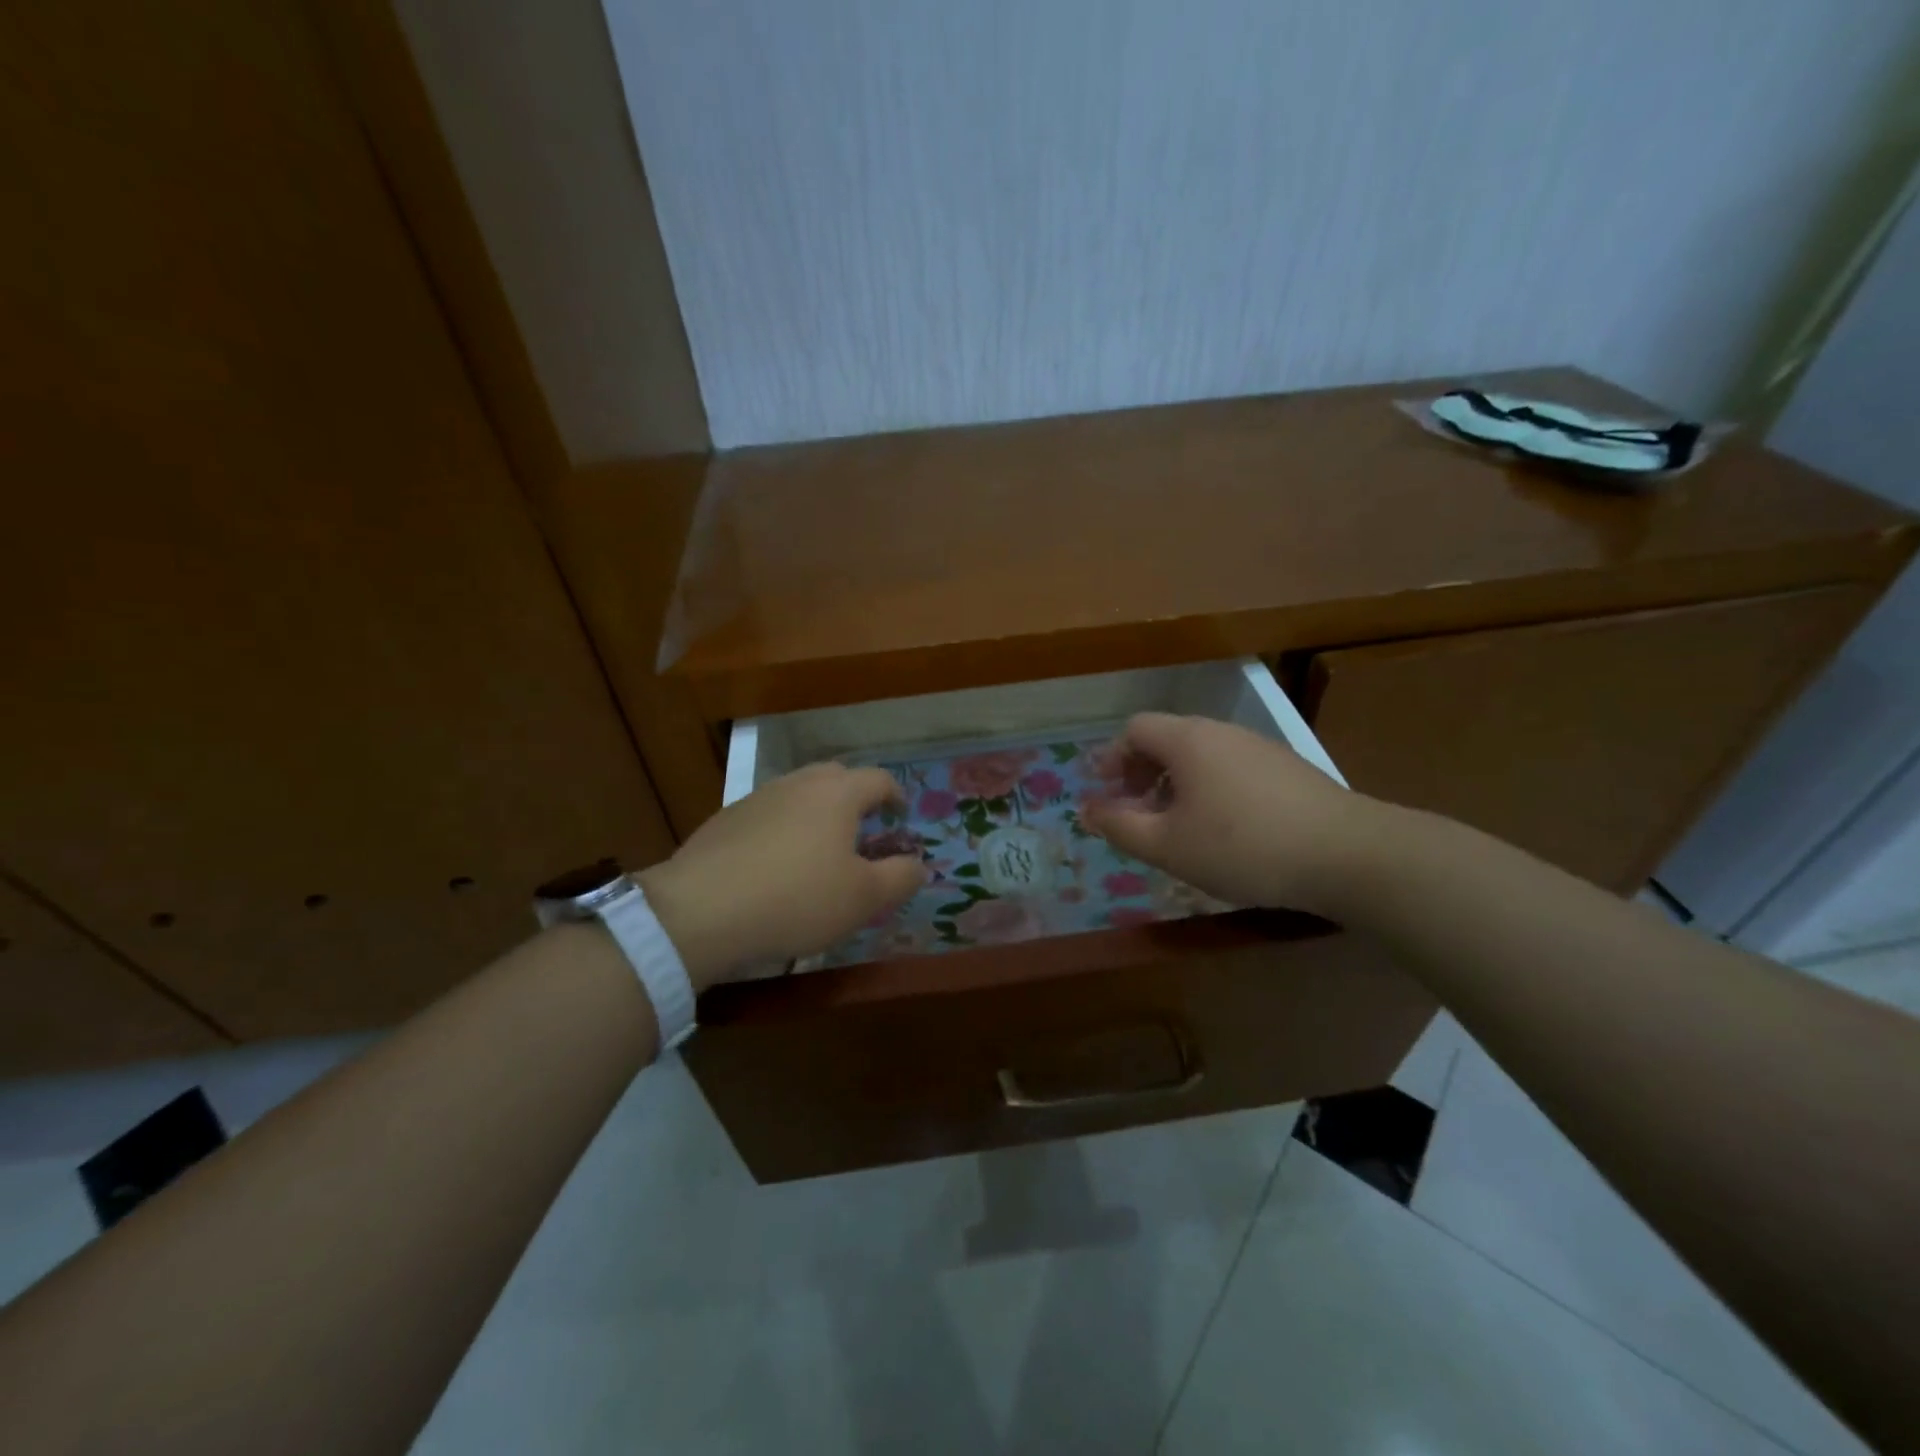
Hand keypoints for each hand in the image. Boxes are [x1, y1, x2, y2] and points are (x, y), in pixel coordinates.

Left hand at [638, 763, 927, 986]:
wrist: (701, 911)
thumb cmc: (797, 900)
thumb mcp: (864, 898)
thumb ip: (901, 877)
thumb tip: (919, 864)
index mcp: (838, 794)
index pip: (879, 779)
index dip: (896, 796)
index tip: (901, 818)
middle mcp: (799, 783)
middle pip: (837, 776)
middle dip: (856, 797)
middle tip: (863, 830)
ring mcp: (758, 798)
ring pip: (799, 793)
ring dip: (818, 812)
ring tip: (820, 848)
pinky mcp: (726, 820)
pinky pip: (769, 814)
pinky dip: (784, 828)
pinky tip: (777, 864)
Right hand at [1082, 712, 1373, 917]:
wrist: (1347, 854)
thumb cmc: (1242, 847)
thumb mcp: (1167, 845)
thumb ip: (1119, 826)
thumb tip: (1086, 810)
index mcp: (1188, 740)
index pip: (1135, 729)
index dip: (1113, 758)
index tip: (1106, 792)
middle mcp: (1222, 732)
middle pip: (1168, 739)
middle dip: (1142, 773)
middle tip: (1136, 813)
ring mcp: (1260, 748)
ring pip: (1202, 756)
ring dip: (1176, 784)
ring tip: (1177, 826)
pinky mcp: (1289, 769)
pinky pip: (1232, 768)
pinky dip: (1211, 789)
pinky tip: (1224, 830)